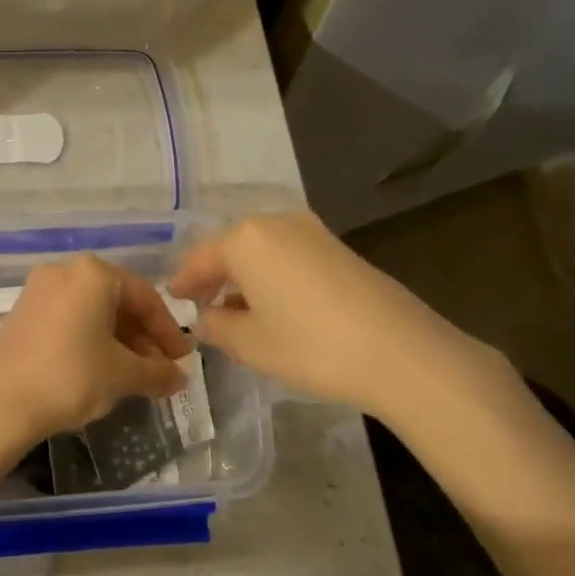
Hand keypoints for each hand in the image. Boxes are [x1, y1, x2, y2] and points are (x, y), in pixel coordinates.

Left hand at [0, 254, 192, 445]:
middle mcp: (66, 270)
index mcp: (94, 273)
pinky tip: (101, 368)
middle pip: (118, 302)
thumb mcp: (123, 375)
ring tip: (135, 375)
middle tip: (161, 370)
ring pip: (93, 311)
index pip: (146, 298)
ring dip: (119, 340)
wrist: (0, 405)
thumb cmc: (71, 378)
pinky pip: (69, 318)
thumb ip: (157, 372)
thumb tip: (179, 378)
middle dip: (143, 337)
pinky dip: (91, 338)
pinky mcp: (23, 311)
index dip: (168, 332)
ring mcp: (39, 289)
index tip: (183, 361)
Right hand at [167, 212, 502, 414]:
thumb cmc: (310, 345)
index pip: (201, 258)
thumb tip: (205, 318)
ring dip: (246, 277)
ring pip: (264, 251)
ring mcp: (314, 233)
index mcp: (246, 239)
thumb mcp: (250, 343)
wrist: (400, 352)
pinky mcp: (340, 249)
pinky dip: (274, 276)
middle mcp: (278, 223)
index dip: (185, 281)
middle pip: (233, 248)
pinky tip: (277, 307)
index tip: (175, 299)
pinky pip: (291, 257)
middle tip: (203, 305)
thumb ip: (216, 326)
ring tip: (238, 311)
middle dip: (216, 276)